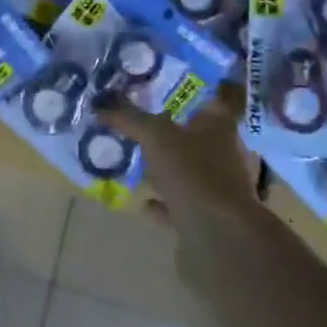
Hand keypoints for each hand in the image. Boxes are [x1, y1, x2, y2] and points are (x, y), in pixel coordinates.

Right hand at [96, 94, 261, 228]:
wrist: (218, 236)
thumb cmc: (192, 173)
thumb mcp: (155, 137)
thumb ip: (129, 118)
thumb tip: (101, 104)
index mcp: (220, 128)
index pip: (207, 101)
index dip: (185, 93)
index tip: (159, 89)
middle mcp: (224, 155)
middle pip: (196, 137)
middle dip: (170, 133)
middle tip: (139, 125)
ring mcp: (218, 189)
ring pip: (188, 172)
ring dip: (166, 169)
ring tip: (137, 162)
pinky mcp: (208, 219)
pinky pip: (181, 205)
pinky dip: (164, 203)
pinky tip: (144, 202)